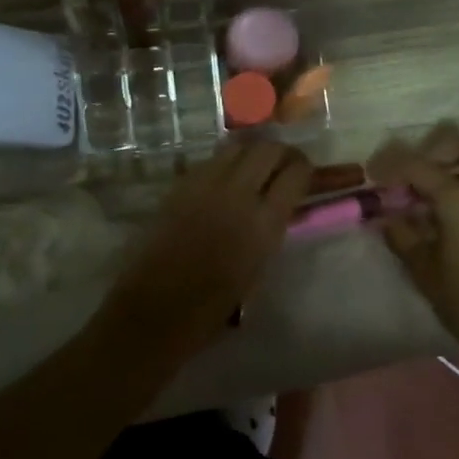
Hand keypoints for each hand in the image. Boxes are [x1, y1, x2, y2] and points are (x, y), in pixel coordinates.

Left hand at [100, 140, 312, 363]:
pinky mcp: (179, 185)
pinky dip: (225, 163)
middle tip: (284, 166)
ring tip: (255, 168)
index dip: (305, 169)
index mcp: (264, 223)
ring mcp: (204, 185)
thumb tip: (282, 205)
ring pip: (238, 146)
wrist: (153, 312)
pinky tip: (225, 180)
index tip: (305, 176)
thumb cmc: (211, 308)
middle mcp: (237, 194)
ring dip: (252, 152)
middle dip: (282, 153)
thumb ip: (272, 229)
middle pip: (268, 149)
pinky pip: (211, 161)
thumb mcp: (257, 269)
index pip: (296, 172)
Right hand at [369, 125, 458, 364]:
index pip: (418, 165)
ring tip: (429, 198)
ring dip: (453, 167)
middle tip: (411, 177)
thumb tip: (386, 216)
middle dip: (433, 151)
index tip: (373, 174)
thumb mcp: (425, 272)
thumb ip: (402, 236)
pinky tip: (452, 217)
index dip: (391, 164)